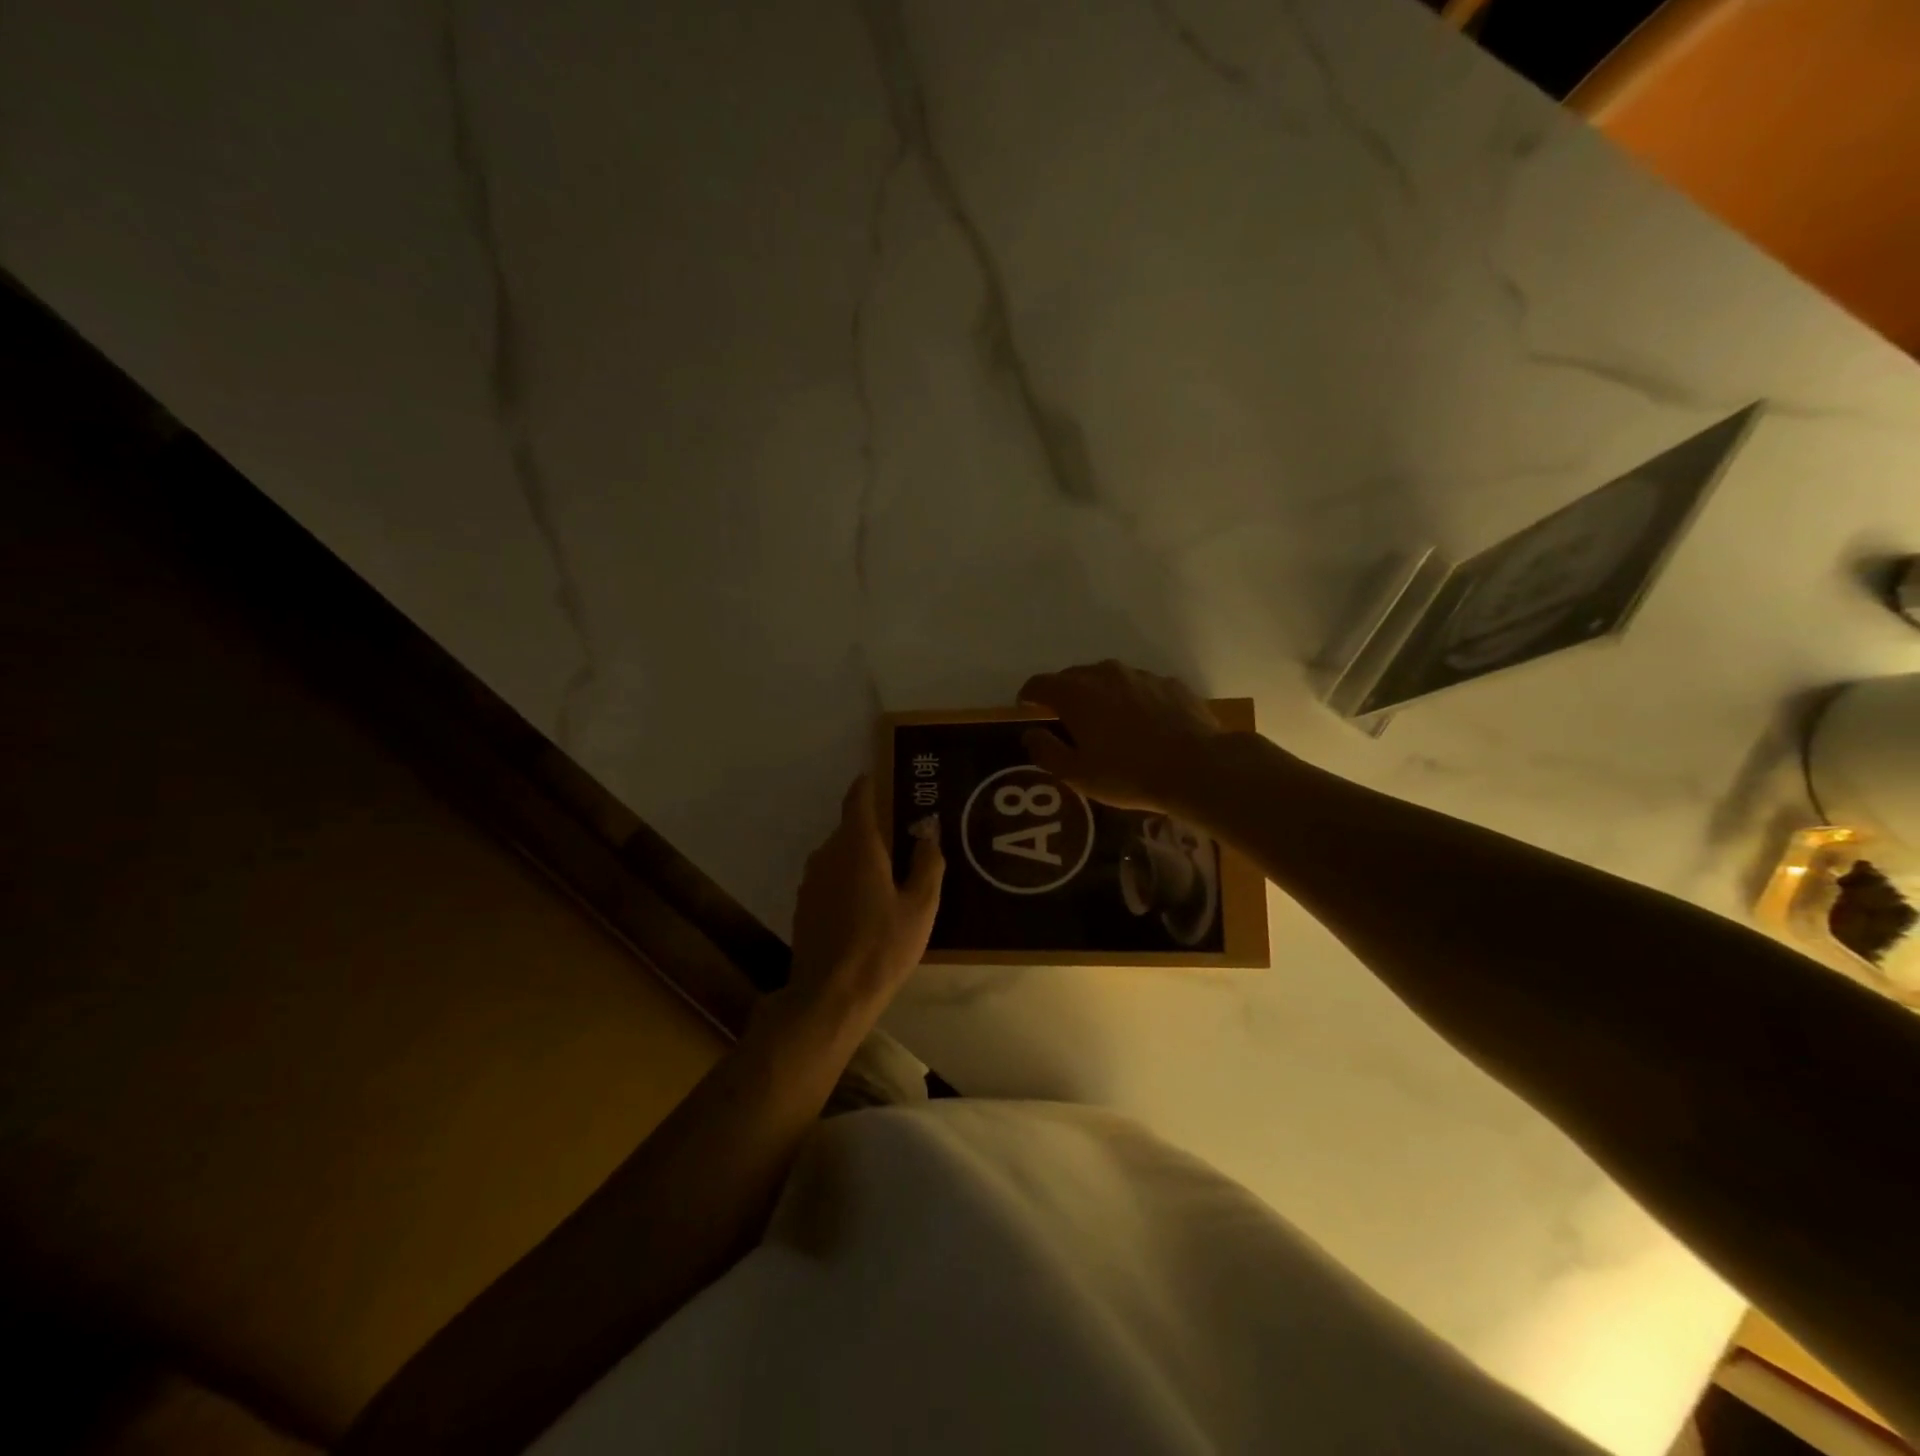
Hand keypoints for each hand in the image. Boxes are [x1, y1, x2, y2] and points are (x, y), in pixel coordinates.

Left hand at [785, 776, 944, 1025]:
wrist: (830, 997)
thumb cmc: (883, 947)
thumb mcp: (920, 907)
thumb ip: (927, 862)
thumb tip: (928, 828)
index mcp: (858, 846)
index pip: (859, 799)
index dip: (870, 785)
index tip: (884, 778)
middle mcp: (828, 853)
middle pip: (851, 828)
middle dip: (875, 827)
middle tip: (904, 837)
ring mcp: (811, 880)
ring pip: (839, 853)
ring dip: (861, 855)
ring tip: (889, 873)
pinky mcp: (804, 904)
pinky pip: (830, 876)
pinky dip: (848, 877)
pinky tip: (867, 902)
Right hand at [1018, 660, 1225, 813]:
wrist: (1196, 767)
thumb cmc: (1127, 774)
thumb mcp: (1077, 774)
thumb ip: (1046, 751)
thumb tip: (1030, 734)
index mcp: (1075, 693)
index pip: (1040, 684)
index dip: (1028, 695)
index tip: (1026, 707)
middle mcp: (1105, 674)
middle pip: (1074, 676)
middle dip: (1064, 694)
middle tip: (1065, 719)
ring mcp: (1141, 676)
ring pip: (1109, 679)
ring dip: (1100, 695)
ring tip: (1106, 721)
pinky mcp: (1170, 684)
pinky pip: (1141, 688)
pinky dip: (1133, 700)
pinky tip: (1143, 724)